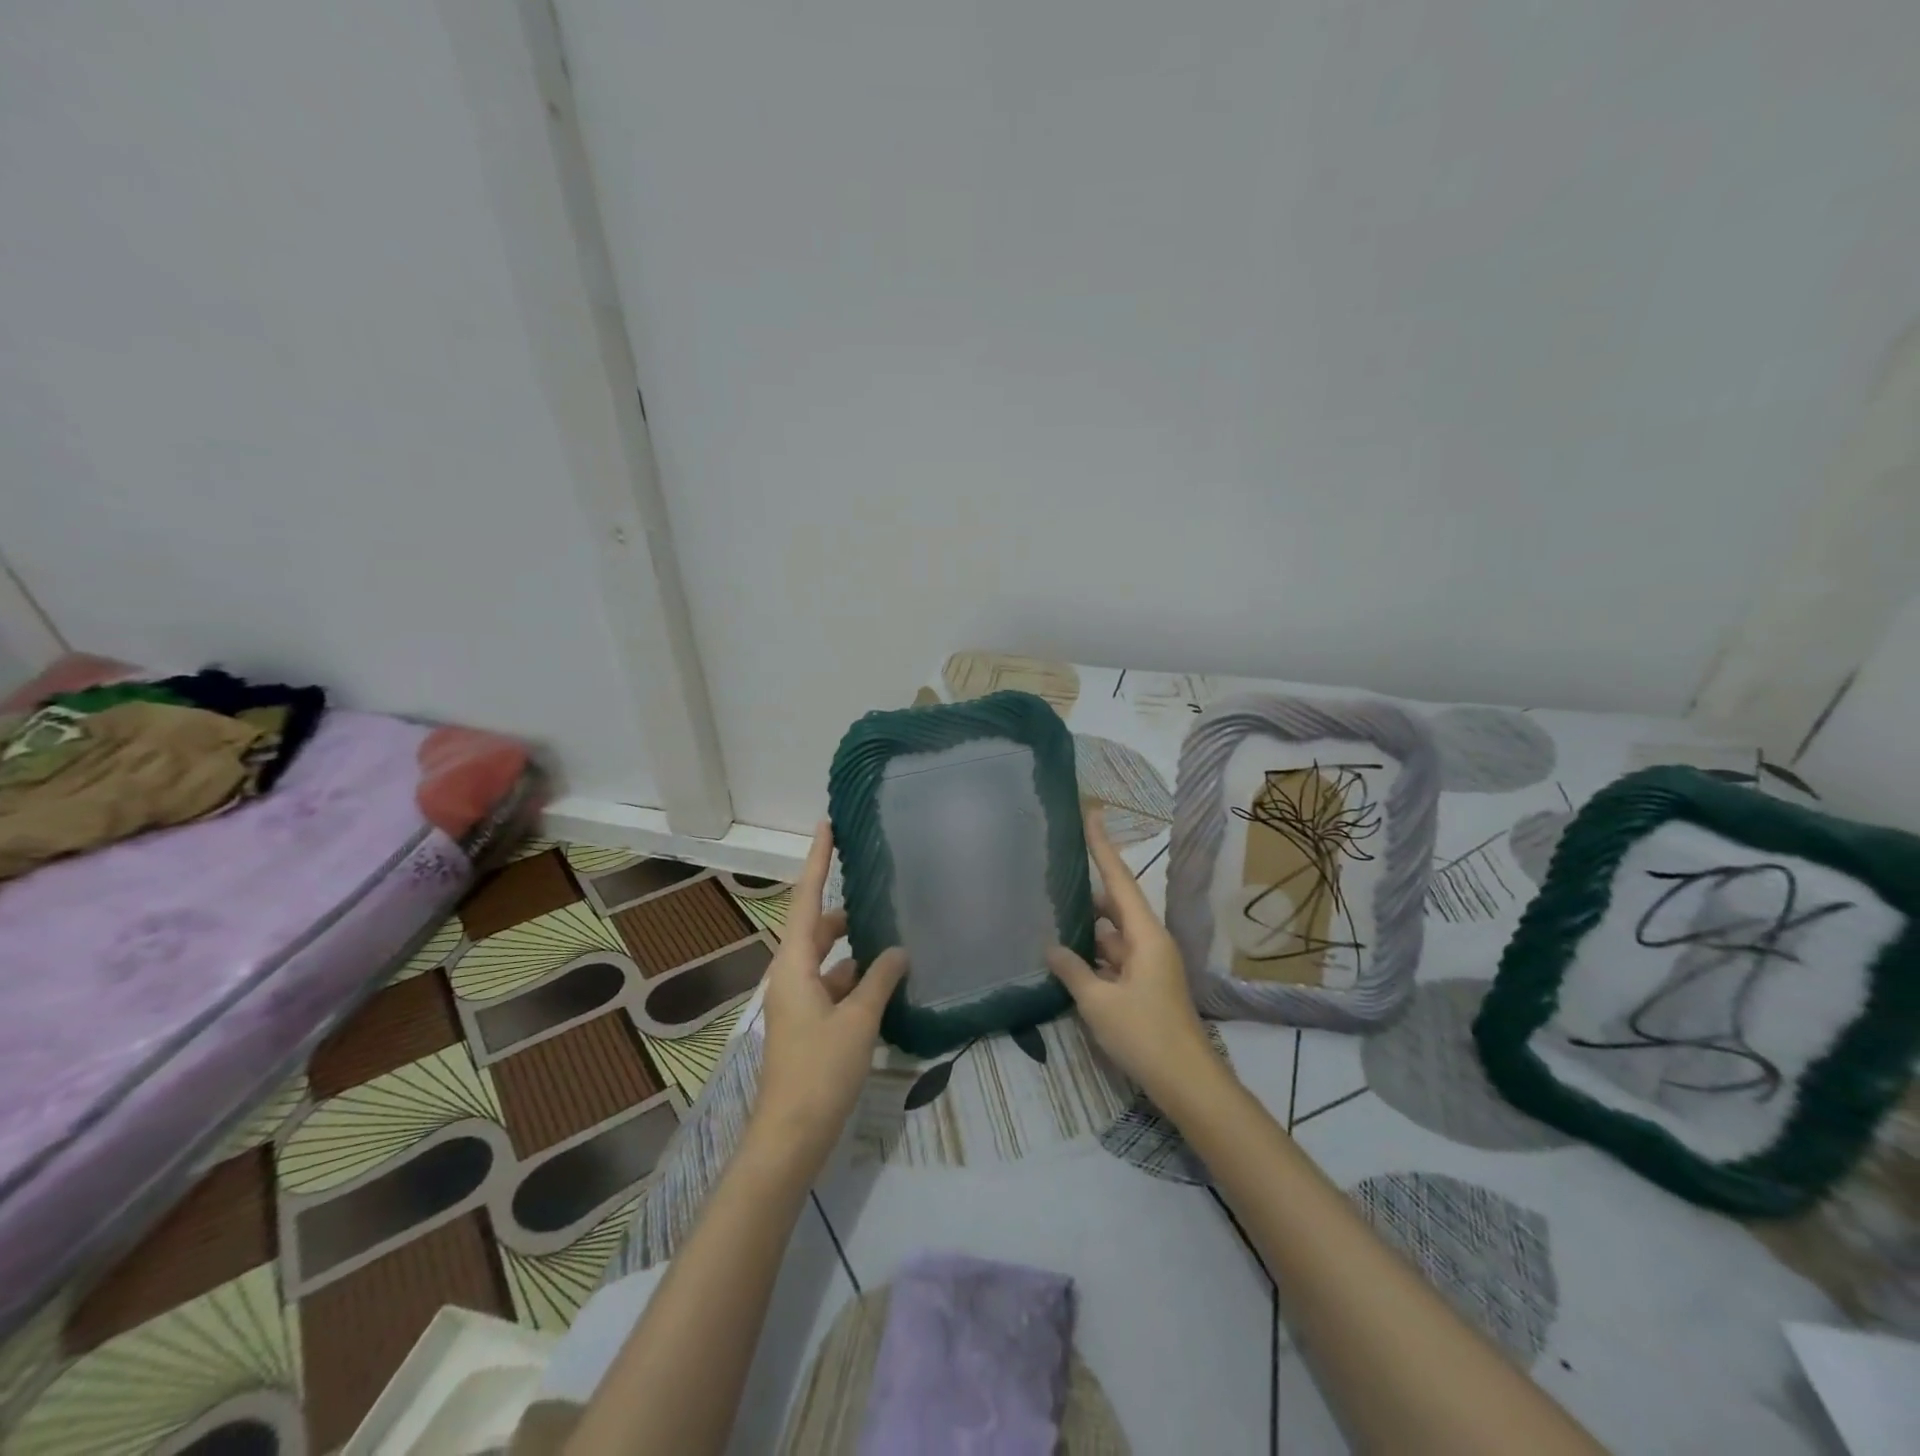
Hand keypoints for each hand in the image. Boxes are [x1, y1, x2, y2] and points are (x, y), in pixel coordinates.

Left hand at [749, 822, 907, 1168]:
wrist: (790, 1136)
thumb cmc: (820, 1070)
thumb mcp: (858, 1020)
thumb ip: (880, 978)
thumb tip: (898, 950)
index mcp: (793, 964)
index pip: (805, 898)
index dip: (817, 860)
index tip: (827, 826)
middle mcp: (791, 974)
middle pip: (818, 927)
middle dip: (846, 908)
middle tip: (880, 887)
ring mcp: (799, 1001)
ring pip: (829, 958)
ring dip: (856, 947)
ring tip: (894, 933)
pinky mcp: (809, 1024)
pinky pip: (834, 985)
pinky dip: (857, 978)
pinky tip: (888, 981)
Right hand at [1047, 812, 1215, 1104]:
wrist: (1187, 1083)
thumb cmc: (1145, 1035)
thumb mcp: (1099, 1002)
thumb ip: (1073, 970)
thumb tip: (1052, 946)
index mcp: (1145, 935)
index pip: (1118, 880)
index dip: (1103, 846)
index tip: (1092, 813)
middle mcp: (1149, 942)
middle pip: (1116, 904)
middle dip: (1088, 888)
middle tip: (1056, 869)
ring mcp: (1149, 965)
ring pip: (1113, 934)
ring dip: (1088, 927)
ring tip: (1052, 911)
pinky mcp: (1145, 986)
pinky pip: (1115, 958)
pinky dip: (1094, 954)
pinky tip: (1067, 957)